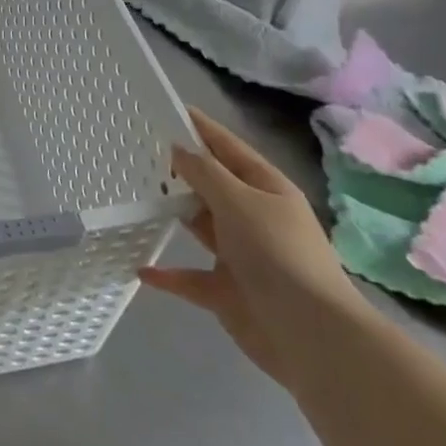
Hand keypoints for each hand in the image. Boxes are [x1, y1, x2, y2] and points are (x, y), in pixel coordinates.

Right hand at [140, 107, 364, 387]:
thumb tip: (178, 149)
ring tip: (135, 197)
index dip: (202, 129)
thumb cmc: (277, 254)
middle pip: (212, 186)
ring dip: (174, 215)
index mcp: (266, 189)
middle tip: (138, 152)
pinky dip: (168, 274)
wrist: (309, 335)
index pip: (229, 148)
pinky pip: (190, 278)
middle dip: (181, 170)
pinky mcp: (226, 292)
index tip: (170, 110)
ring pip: (200, 227)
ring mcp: (240, 256)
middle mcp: (253, 217)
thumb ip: (205, 173)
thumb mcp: (239, 202)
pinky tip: (141, 269)